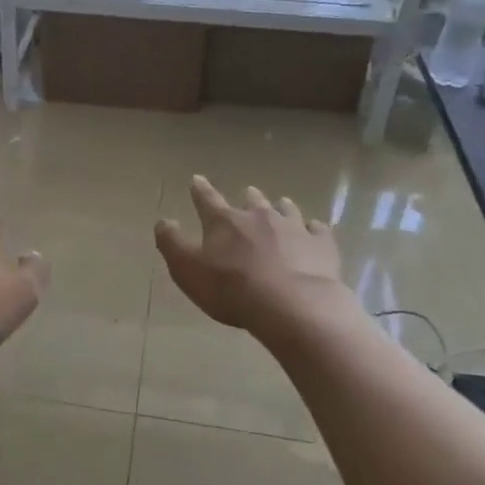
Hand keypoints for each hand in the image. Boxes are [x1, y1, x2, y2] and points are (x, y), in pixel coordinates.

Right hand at [155, 176, 343, 331]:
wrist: (291, 305)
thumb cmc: (231, 288)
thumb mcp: (187, 270)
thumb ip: (172, 244)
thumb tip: (163, 221)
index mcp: (224, 221)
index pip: (207, 200)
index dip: (200, 190)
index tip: (197, 179)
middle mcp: (259, 216)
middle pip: (252, 201)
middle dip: (247, 198)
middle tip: (248, 194)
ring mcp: (294, 228)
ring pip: (286, 210)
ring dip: (281, 207)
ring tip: (282, 204)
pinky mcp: (321, 245)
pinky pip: (318, 230)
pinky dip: (314, 229)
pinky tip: (316, 231)